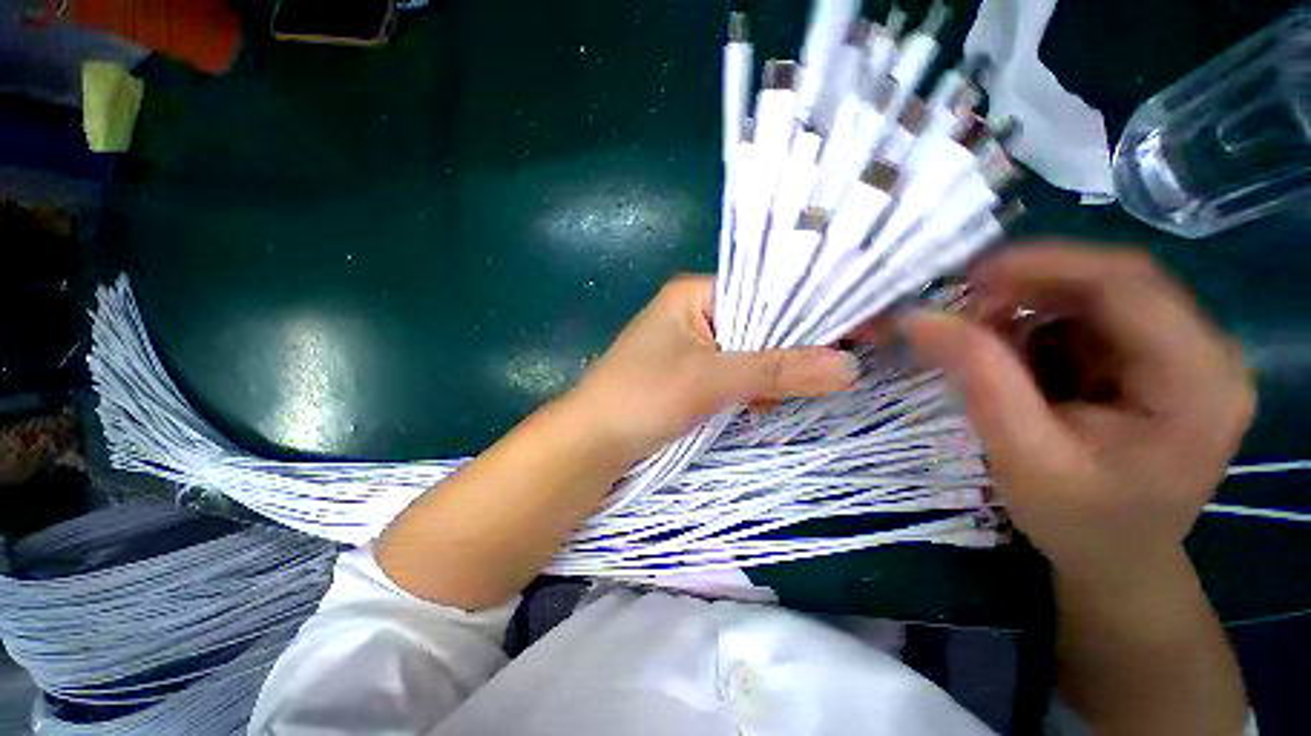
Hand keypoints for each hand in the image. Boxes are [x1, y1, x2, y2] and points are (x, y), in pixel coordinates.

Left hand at [565, 275, 858, 462]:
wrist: (592, 444)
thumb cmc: (641, 398)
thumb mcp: (710, 380)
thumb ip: (777, 371)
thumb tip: (850, 366)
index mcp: (694, 294)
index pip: (766, 290)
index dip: (810, 310)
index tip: (860, 330)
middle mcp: (696, 313)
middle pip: (761, 322)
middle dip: (794, 348)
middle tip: (841, 368)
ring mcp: (694, 346)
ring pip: (751, 352)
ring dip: (774, 373)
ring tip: (802, 391)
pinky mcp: (693, 375)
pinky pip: (736, 374)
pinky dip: (755, 388)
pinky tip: (767, 404)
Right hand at [902, 244, 1254, 577]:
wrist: (1116, 558)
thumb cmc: (1079, 522)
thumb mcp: (1022, 455)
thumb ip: (978, 379)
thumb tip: (918, 318)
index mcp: (1199, 382)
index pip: (1128, 285)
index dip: (1044, 265)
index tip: (966, 278)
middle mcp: (1207, 352)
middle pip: (1114, 282)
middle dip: (1030, 288)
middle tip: (963, 312)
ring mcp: (1184, 352)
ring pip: (1096, 295)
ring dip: (1030, 308)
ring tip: (984, 345)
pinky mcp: (1155, 358)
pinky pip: (1089, 317)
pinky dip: (1039, 327)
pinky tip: (1015, 360)